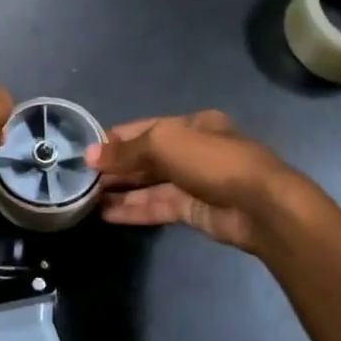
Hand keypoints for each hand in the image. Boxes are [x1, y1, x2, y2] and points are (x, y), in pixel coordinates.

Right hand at [86, 111, 305, 253]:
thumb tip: (89, 155)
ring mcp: (192, 182)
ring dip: (120, 190)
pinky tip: (106, 214)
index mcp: (190, 125)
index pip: (143, 129)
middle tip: (79, 178)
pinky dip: (132, 209)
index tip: (84, 151)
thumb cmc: (213, 161)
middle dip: (115, 167)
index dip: (114, 140)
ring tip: (86, 198)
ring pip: (148, 185)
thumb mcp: (165, 144)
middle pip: (145, 158)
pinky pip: (156, 207)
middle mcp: (190, 151)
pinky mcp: (192, 211)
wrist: (260, 206)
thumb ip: (126, 151)